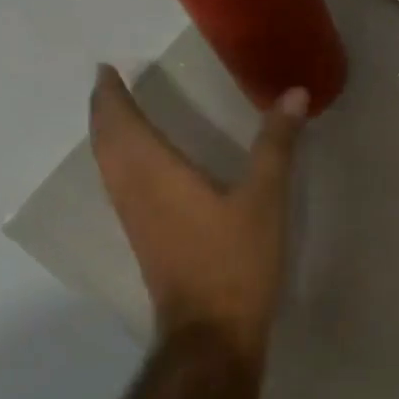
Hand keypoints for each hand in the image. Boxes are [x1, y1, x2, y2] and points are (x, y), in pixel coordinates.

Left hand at [88, 65, 306, 365]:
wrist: (211, 330)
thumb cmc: (236, 261)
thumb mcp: (265, 199)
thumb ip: (276, 145)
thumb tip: (294, 93)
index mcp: (156, 173)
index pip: (121, 122)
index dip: (111, 94)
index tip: (107, 68)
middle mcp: (134, 192)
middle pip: (105, 143)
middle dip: (104, 111)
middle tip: (110, 86)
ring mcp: (135, 220)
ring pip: (107, 167)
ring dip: (108, 137)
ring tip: (119, 117)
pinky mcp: (144, 241)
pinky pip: (119, 188)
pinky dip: (119, 163)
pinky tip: (139, 170)